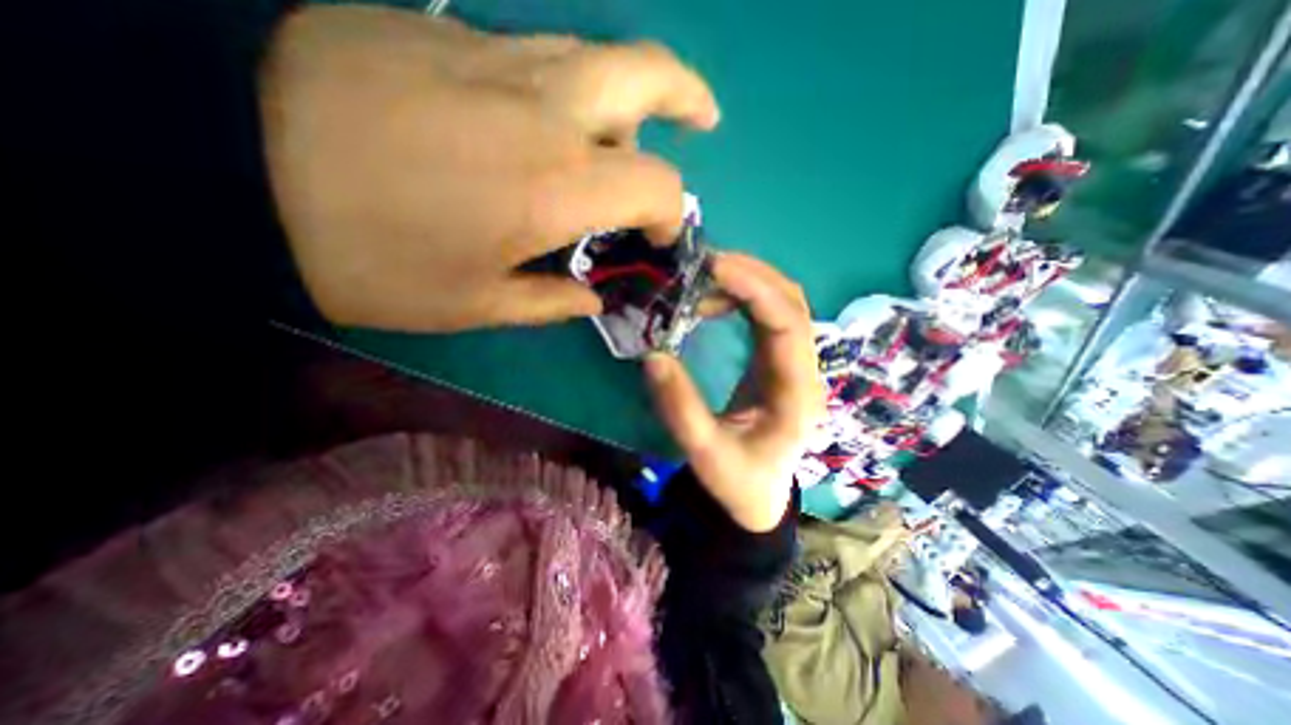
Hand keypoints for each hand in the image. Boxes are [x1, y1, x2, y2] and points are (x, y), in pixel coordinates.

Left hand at [258, 6, 716, 331]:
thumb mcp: (476, 304)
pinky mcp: (451, 28)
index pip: (659, 187)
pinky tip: (548, 118)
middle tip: (701, 122)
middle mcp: (548, 110)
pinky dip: (570, 87)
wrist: (226, 162)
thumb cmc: (373, 259)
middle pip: (649, 76)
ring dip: (629, 98)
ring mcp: (499, 54)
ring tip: (626, 132)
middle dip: (687, 99)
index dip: (670, 214)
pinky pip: (541, 54)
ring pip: (599, 59)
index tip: (655, 237)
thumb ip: (550, 301)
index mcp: (558, 188)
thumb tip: (590, 298)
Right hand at [644, 256, 827, 530]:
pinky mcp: (777, 362)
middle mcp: (804, 371)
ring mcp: (793, 364)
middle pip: (792, 303)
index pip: (788, 325)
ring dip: (748, 282)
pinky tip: (715, 298)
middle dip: (751, 274)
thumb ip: (681, 409)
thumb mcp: (705, 454)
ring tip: (704, 277)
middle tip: (703, 263)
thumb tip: (653, 356)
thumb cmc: (738, 481)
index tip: (714, 267)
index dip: (755, 289)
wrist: (758, 497)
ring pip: (783, 304)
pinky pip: (768, 316)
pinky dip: (744, 297)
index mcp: (797, 394)